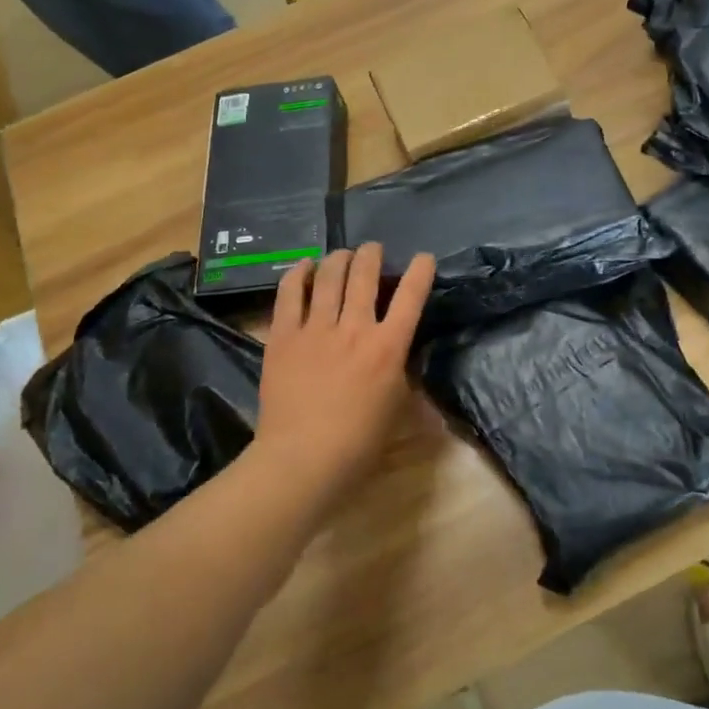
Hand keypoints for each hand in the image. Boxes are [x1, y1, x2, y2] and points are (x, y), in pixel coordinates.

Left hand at [251, 244, 434, 492]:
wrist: (302, 459)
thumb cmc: (359, 444)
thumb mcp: (397, 410)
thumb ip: (405, 380)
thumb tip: (411, 370)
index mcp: (388, 348)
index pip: (412, 297)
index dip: (421, 271)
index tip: (424, 257)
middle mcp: (355, 329)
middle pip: (365, 275)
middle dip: (372, 255)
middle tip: (373, 249)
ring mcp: (316, 329)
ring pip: (329, 277)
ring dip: (338, 258)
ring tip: (342, 253)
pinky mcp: (283, 336)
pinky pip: (290, 294)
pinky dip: (297, 274)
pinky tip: (303, 266)